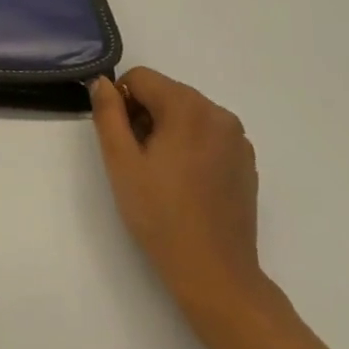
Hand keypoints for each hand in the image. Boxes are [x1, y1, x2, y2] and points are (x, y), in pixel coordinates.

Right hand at [89, 68, 273, 332]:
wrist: (214, 271)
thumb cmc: (160, 215)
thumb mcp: (120, 162)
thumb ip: (107, 113)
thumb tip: (103, 83)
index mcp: (188, 108)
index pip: (141, 77)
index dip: (121, 100)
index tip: (119, 138)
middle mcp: (218, 113)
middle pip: (166, 92)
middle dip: (144, 114)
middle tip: (136, 159)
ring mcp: (237, 139)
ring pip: (187, 113)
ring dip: (166, 129)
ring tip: (160, 172)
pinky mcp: (245, 161)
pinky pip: (208, 134)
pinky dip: (190, 145)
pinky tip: (184, 182)